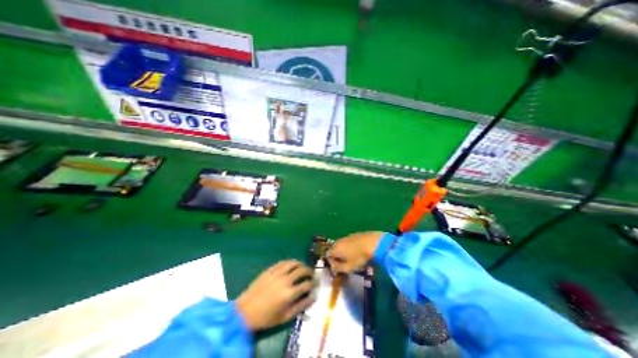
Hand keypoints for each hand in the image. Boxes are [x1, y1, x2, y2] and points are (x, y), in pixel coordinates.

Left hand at [236, 259, 314, 330]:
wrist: (245, 311)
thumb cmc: (266, 318)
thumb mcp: (285, 317)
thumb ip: (301, 306)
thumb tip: (313, 296)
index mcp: (289, 294)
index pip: (307, 284)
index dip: (313, 283)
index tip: (314, 284)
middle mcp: (285, 280)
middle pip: (302, 270)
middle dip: (309, 272)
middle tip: (310, 275)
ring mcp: (277, 273)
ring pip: (294, 263)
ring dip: (301, 264)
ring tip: (302, 267)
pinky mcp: (270, 269)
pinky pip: (283, 262)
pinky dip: (290, 262)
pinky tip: (292, 265)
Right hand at [329, 232, 383, 274]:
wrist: (372, 243)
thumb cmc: (359, 257)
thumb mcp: (349, 267)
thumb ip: (339, 268)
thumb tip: (333, 268)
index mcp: (336, 248)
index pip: (328, 254)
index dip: (332, 262)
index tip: (338, 267)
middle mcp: (339, 241)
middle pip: (334, 249)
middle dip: (337, 256)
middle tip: (344, 263)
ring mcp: (347, 236)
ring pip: (341, 244)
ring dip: (343, 251)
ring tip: (351, 257)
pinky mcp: (354, 234)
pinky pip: (348, 241)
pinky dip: (349, 247)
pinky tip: (357, 251)